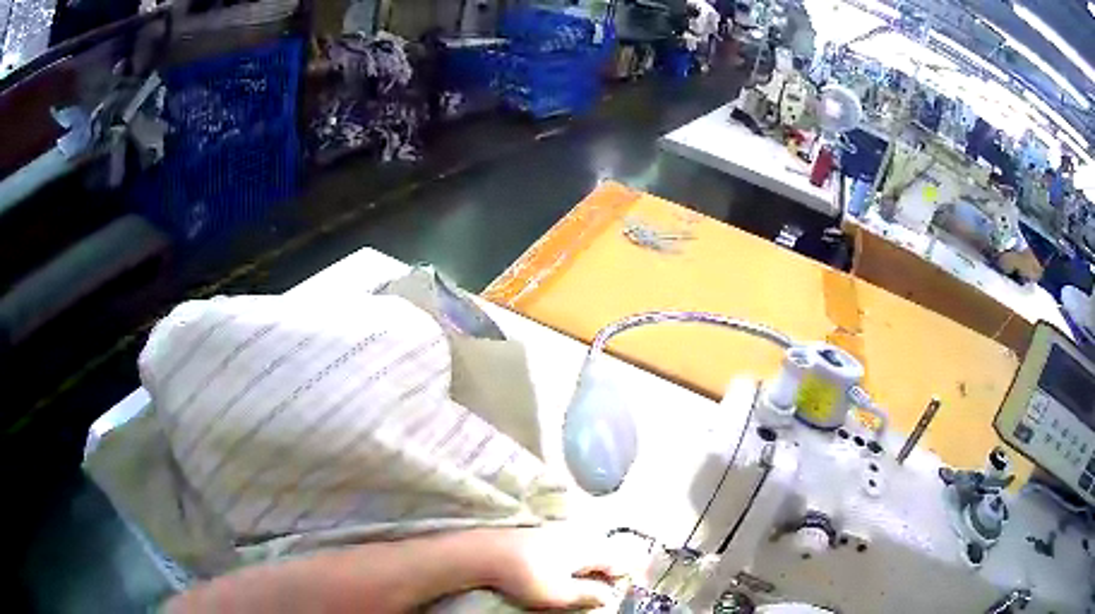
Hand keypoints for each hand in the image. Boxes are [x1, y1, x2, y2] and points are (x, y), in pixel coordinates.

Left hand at [477, 526, 636, 610]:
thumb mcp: (560, 594)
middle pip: (600, 552)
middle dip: (605, 569)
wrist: (484, 553)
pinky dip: (568, 558)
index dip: (622, 575)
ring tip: (581, 580)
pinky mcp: (536, 534)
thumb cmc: (527, 576)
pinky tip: (557, 567)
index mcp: (587, 549)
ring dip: (586, 564)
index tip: (620, 588)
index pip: (616, 560)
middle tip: (603, 586)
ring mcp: (555, 532)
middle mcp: (576, 535)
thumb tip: (610, 595)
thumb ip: (588, 594)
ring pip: (582, 548)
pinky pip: (564, 546)